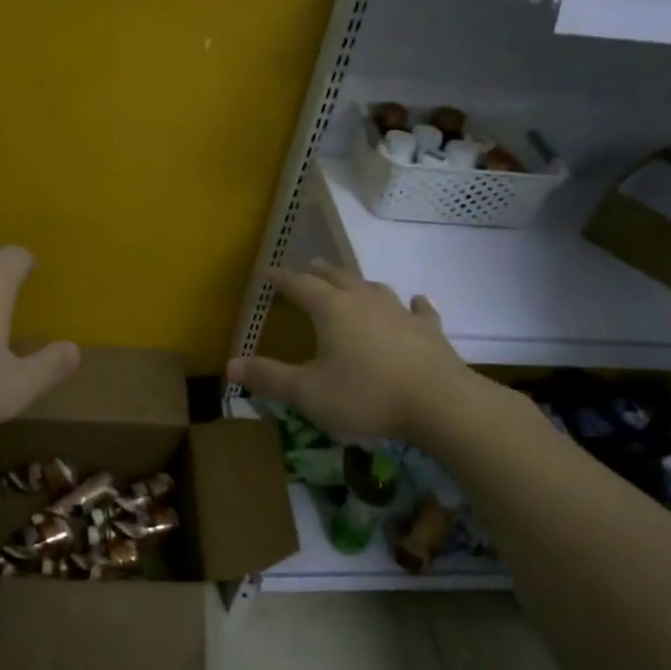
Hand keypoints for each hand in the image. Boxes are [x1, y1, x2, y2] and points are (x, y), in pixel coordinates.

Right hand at [228, 260, 486, 441]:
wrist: (440, 403)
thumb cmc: (366, 395)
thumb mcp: (308, 392)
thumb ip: (269, 377)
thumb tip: (230, 366)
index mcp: (331, 309)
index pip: (298, 285)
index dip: (280, 278)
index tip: (265, 271)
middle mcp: (364, 300)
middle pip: (336, 278)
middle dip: (318, 272)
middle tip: (307, 266)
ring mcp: (400, 312)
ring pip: (374, 287)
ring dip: (358, 282)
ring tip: (350, 281)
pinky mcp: (429, 330)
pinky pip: (419, 309)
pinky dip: (412, 304)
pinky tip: (415, 301)